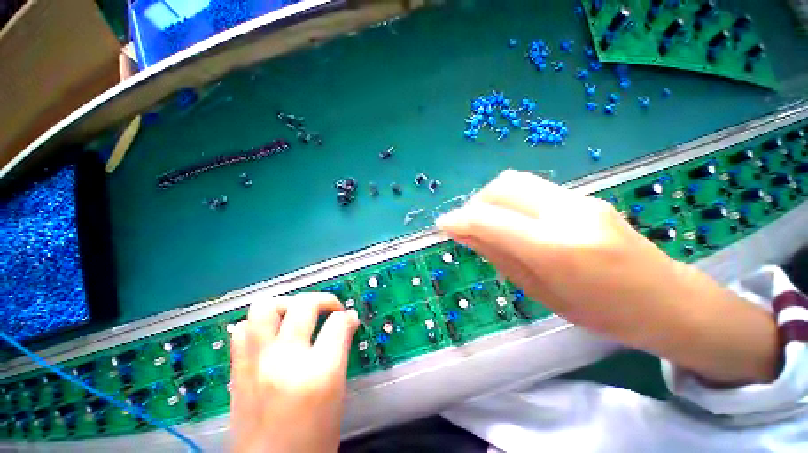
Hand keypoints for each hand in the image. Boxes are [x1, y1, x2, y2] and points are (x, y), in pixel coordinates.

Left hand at [230, 293, 359, 452]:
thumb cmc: (314, 437)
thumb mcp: (337, 392)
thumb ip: (341, 350)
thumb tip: (348, 321)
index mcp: (318, 372)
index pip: (338, 323)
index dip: (347, 317)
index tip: (349, 320)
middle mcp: (285, 360)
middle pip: (304, 304)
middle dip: (323, 300)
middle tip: (330, 310)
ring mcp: (256, 363)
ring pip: (265, 307)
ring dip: (286, 304)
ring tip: (297, 315)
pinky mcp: (237, 370)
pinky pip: (243, 330)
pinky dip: (259, 325)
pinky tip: (272, 335)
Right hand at [437, 170, 777, 383]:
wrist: (667, 299)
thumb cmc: (602, 313)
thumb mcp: (540, 292)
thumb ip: (498, 256)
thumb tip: (464, 234)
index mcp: (556, 249)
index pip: (491, 220)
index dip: (459, 220)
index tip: (442, 225)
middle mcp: (567, 213)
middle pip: (503, 186)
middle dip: (476, 202)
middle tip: (468, 225)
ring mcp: (579, 199)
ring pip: (516, 182)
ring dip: (492, 200)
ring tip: (489, 224)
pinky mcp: (584, 196)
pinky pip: (532, 190)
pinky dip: (511, 202)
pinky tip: (514, 223)